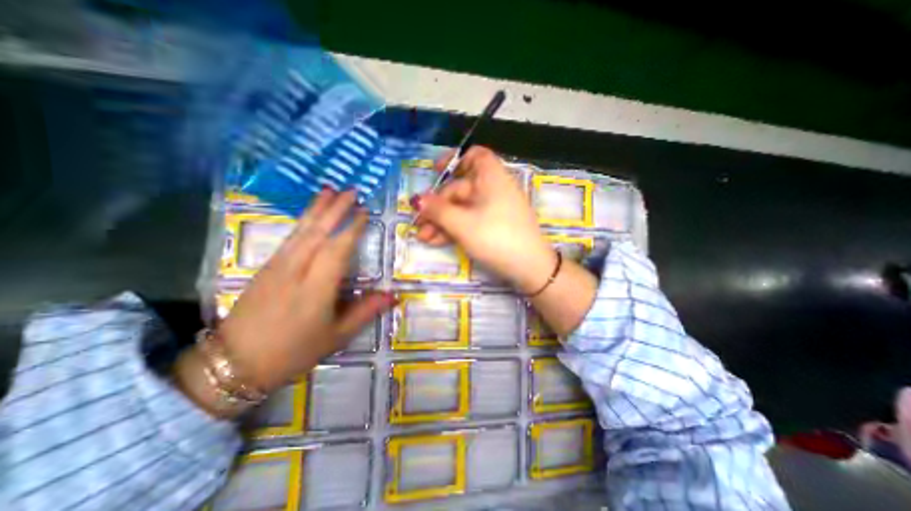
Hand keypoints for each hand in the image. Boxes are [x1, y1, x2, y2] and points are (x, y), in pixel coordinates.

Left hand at [178, 190, 394, 417]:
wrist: (235, 363)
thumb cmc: (294, 351)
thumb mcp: (337, 336)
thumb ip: (366, 311)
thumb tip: (393, 295)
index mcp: (316, 287)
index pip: (337, 249)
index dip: (352, 228)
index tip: (364, 212)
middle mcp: (296, 270)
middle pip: (318, 232)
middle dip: (335, 208)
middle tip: (351, 190)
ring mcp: (277, 266)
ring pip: (301, 230)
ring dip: (317, 209)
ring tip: (329, 190)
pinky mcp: (266, 267)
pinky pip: (289, 238)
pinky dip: (302, 222)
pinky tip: (308, 216)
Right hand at [414, 146, 554, 292]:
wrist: (529, 268)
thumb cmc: (495, 237)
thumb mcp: (462, 224)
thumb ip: (438, 210)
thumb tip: (416, 200)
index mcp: (491, 178)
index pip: (475, 156)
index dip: (455, 160)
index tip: (435, 171)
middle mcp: (493, 189)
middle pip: (460, 189)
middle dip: (437, 206)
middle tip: (419, 223)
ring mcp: (493, 209)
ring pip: (462, 208)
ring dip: (441, 221)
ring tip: (423, 237)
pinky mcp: (493, 226)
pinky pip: (470, 221)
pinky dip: (454, 229)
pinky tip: (436, 241)